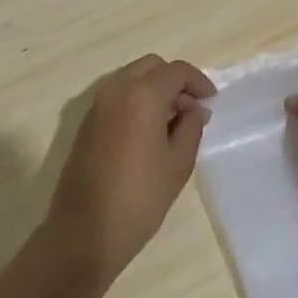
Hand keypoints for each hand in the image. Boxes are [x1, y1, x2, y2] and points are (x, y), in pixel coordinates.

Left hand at [44, 54, 215, 287]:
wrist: (86, 231)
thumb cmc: (140, 197)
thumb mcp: (178, 163)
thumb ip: (191, 127)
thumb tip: (195, 110)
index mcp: (142, 94)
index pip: (176, 71)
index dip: (198, 81)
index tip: (211, 101)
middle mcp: (115, 90)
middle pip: (150, 66)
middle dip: (174, 81)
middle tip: (190, 111)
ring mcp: (96, 105)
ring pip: (131, 79)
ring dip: (153, 90)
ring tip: (171, 124)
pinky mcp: (85, 123)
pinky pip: (116, 98)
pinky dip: (136, 102)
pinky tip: (147, 134)